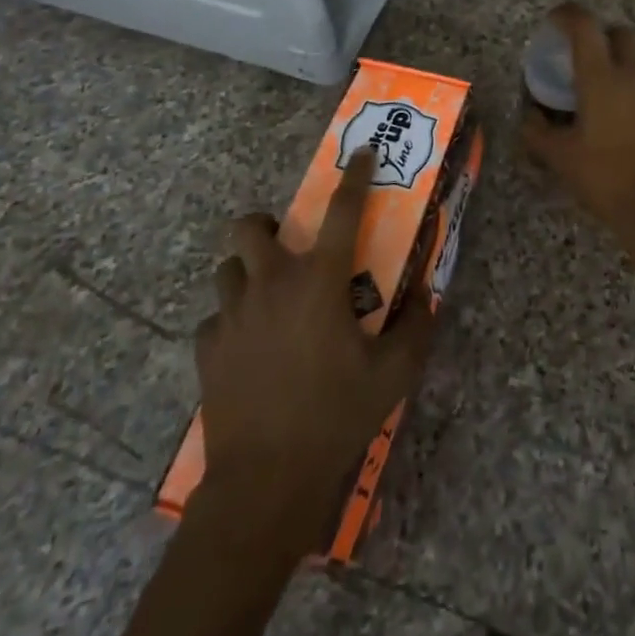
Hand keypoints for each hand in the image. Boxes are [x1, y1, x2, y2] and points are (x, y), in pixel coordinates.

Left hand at [190, 151, 435, 555]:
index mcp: (319, 282)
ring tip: (268, 298)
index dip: (354, 176)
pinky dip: (231, 321)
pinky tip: (248, 346)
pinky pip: (214, 319)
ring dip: (247, 273)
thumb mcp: (393, 374)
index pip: (342, 211)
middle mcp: (271, 285)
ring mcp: (232, 316)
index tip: (360, 154)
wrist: (265, 481)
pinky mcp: (208, 349)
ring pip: (227, 269)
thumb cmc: (335, 415)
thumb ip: (416, 326)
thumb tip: (426, 294)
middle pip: (249, 226)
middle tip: (288, 247)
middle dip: (265, 224)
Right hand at [520, 4, 634, 270]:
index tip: (554, 21)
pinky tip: (622, 124)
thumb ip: (537, 132)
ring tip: (599, 100)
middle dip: (599, 37)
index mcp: (601, 78)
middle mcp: (633, 75)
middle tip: (580, 59)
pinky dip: (633, 93)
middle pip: (619, 34)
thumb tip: (530, 116)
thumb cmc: (605, 178)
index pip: (584, 26)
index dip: (567, 14)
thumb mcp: (560, 158)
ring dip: (617, 68)